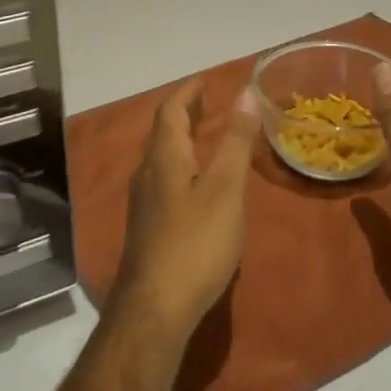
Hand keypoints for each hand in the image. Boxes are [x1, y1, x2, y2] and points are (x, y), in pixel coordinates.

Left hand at [108, 80, 261, 348]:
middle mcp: (147, 173)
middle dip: (185, 113)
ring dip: (182, 139)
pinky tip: (197, 184)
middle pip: (163, 132)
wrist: (155, 310)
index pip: (171, 110)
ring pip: (161, 157)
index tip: (206, 80)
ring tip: (206, 136)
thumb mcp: (225, 189)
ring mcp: (144, 203)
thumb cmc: (194, 243)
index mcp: (164, 157)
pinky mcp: (148, 228)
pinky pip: (164, 179)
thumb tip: (246, 93)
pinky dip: (182, 165)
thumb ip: (235, 141)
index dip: (188, 92)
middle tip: (209, 102)